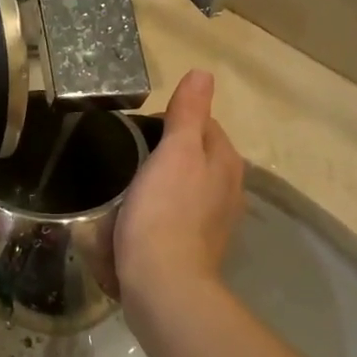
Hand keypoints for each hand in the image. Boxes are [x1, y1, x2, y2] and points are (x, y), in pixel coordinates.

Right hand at [116, 70, 244, 305]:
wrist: (164, 283)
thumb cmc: (165, 211)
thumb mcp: (176, 152)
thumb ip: (188, 114)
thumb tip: (202, 73)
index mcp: (226, 161)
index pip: (203, 123)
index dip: (170, 120)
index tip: (135, 129)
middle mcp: (229, 188)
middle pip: (196, 154)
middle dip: (168, 149)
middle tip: (127, 154)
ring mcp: (215, 220)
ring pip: (187, 184)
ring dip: (164, 179)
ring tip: (129, 183)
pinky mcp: (197, 245)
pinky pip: (178, 213)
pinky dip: (162, 207)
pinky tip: (140, 215)